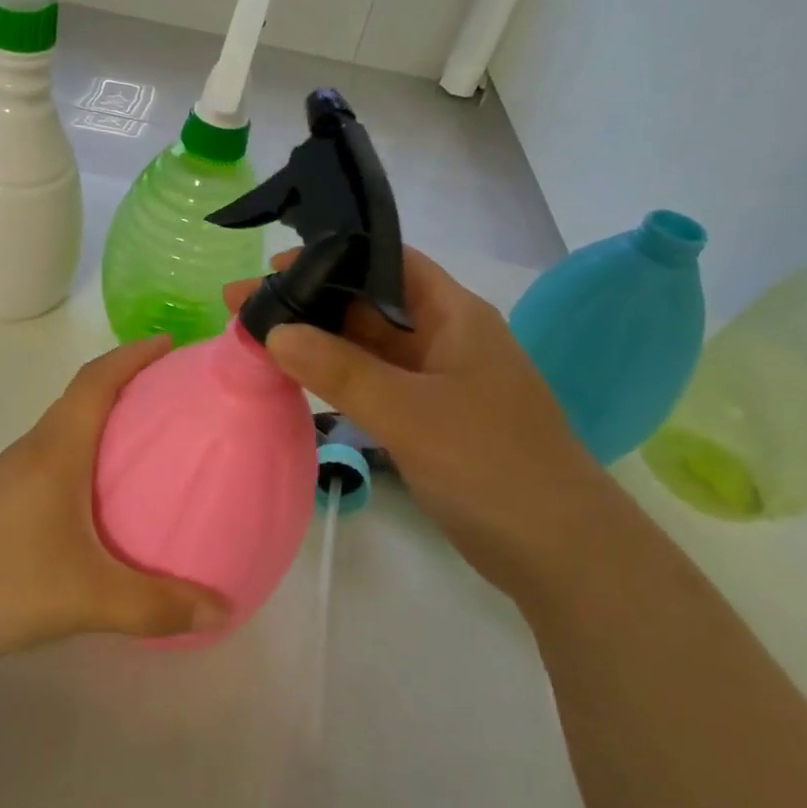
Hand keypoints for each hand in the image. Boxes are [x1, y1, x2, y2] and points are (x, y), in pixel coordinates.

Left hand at [0, 337, 227, 669]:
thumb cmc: (0, 583)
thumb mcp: (88, 597)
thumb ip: (157, 605)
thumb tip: (222, 609)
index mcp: (55, 449)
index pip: (96, 380)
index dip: (132, 355)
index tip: (169, 343)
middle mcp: (32, 450)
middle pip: (82, 397)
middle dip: (126, 383)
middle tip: (173, 395)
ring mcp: (10, 476)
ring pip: (65, 430)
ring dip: (104, 420)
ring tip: (146, 442)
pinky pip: (52, 459)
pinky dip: (84, 455)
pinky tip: (100, 498)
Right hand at [225, 249, 627, 598]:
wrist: (561, 552)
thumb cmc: (492, 464)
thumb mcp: (410, 412)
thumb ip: (340, 370)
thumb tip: (273, 332)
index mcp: (456, 314)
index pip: (388, 261)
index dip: (333, 255)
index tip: (274, 268)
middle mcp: (446, 338)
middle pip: (369, 304)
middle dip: (311, 301)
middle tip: (245, 306)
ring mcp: (438, 380)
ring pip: (368, 347)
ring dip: (318, 341)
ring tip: (258, 339)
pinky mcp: (430, 419)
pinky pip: (374, 383)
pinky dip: (336, 378)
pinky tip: (296, 380)